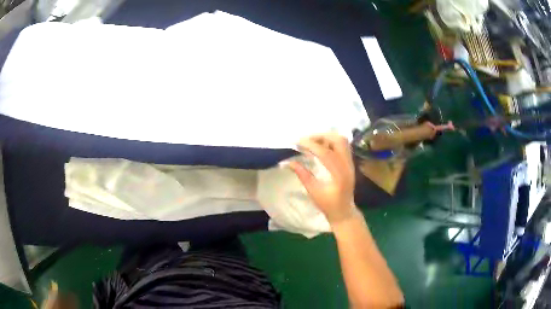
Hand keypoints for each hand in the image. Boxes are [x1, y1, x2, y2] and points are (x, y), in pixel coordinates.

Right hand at [289, 133, 356, 224]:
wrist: (344, 211)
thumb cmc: (328, 205)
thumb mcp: (314, 192)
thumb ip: (303, 175)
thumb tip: (289, 162)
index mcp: (340, 175)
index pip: (326, 153)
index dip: (311, 145)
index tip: (298, 142)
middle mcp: (348, 165)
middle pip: (338, 141)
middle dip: (321, 136)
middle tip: (306, 141)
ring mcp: (350, 163)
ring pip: (342, 141)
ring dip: (327, 137)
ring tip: (312, 142)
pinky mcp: (350, 162)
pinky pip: (343, 146)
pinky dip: (331, 142)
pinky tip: (321, 147)